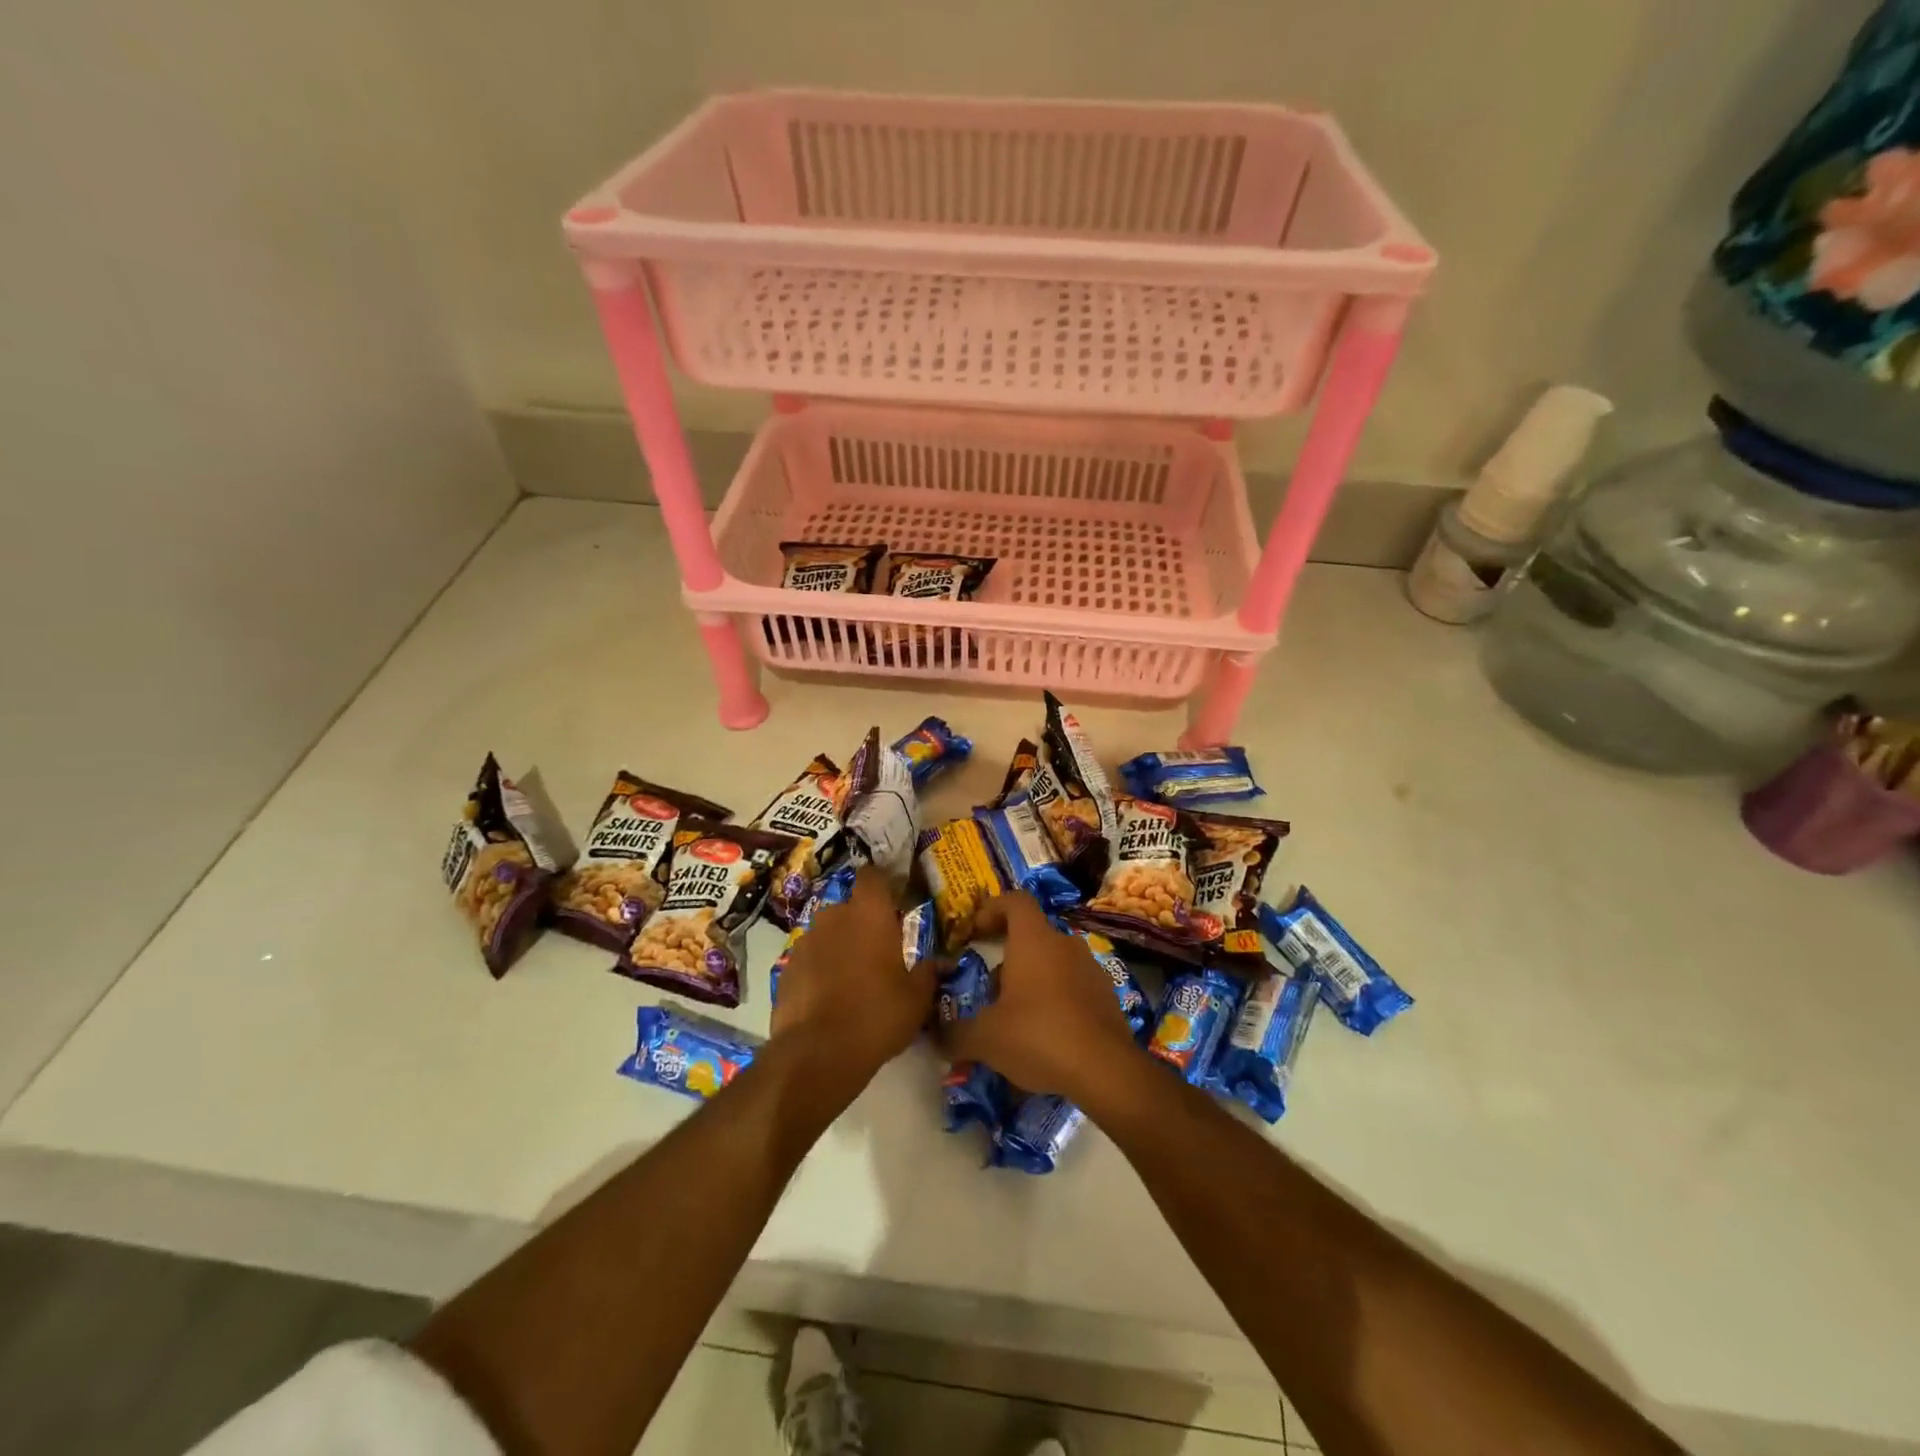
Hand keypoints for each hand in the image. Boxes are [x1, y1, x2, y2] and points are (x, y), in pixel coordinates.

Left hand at [770, 867, 937, 1093]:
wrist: (818, 1053)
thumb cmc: (877, 1015)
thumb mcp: (917, 998)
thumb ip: (927, 972)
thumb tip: (936, 962)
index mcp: (869, 914)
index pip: (872, 876)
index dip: (882, 885)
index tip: (893, 902)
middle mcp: (834, 917)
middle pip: (848, 906)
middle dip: (861, 921)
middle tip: (878, 950)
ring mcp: (806, 941)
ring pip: (827, 932)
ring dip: (839, 945)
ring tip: (852, 977)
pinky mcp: (786, 968)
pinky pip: (809, 958)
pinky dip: (819, 969)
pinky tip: (829, 996)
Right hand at [934, 893, 1140, 1104]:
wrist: (1106, 1070)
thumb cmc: (1039, 1036)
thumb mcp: (986, 1038)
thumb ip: (955, 1033)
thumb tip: (936, 1036)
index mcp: (1034, 940)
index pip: (1015, 901)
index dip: (992, 909)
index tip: (974, 931)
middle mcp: (1064, 944)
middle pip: (1031, 936)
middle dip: (1007, 958)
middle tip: (988, 989)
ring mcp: (1090, 968)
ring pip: (1052, 962)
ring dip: (1030, 980)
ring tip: (1014, 1017)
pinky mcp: (1106, 995)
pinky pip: (1072, 986)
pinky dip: (1054, 1000)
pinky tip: (1044, 1035)